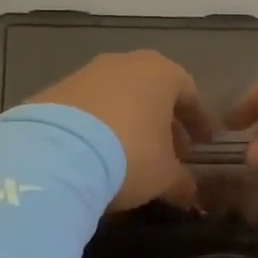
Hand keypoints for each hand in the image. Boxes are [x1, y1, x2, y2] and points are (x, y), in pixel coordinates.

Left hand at [31, 51, 213, 210]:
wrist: (55, 154)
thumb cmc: (129, 154)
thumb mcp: (165, 176)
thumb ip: (182, 182)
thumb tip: (189, 194)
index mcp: (161, 73)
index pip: (189, 94)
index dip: (197, 122)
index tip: (203, 144)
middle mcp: (125, 63)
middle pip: (152, 93)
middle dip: (163, 123)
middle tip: (170, 154)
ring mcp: (86, 74)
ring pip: (119, 98)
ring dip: (129, 124)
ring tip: (131, 157)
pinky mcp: (54, 91)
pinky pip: (88, 109)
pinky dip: (98, 127)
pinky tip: (96, 155)